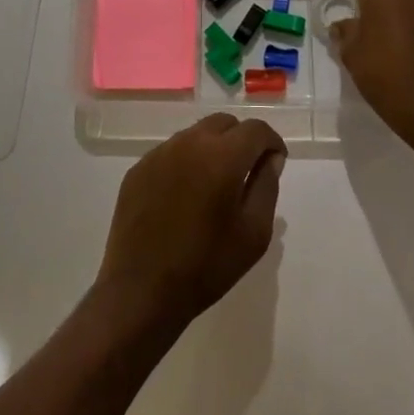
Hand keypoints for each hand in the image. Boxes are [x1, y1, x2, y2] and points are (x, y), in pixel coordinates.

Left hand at [96, 113, 285, 332]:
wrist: (142, 290)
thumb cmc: (207, 265)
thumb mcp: (254, 232)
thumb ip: (267, 185)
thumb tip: (270, 158)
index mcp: (222, 156)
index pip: (255, 129)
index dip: (272, 142)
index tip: (275, 162)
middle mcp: (188, 143)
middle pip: (224, 124)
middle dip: (242, 140)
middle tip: (247, 172)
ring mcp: (159, 153)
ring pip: (195, 134)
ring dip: (213, 148)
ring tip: (215, 184)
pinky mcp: (138, 169)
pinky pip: (171, 152)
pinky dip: (186, 162)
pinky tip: (185, 195)